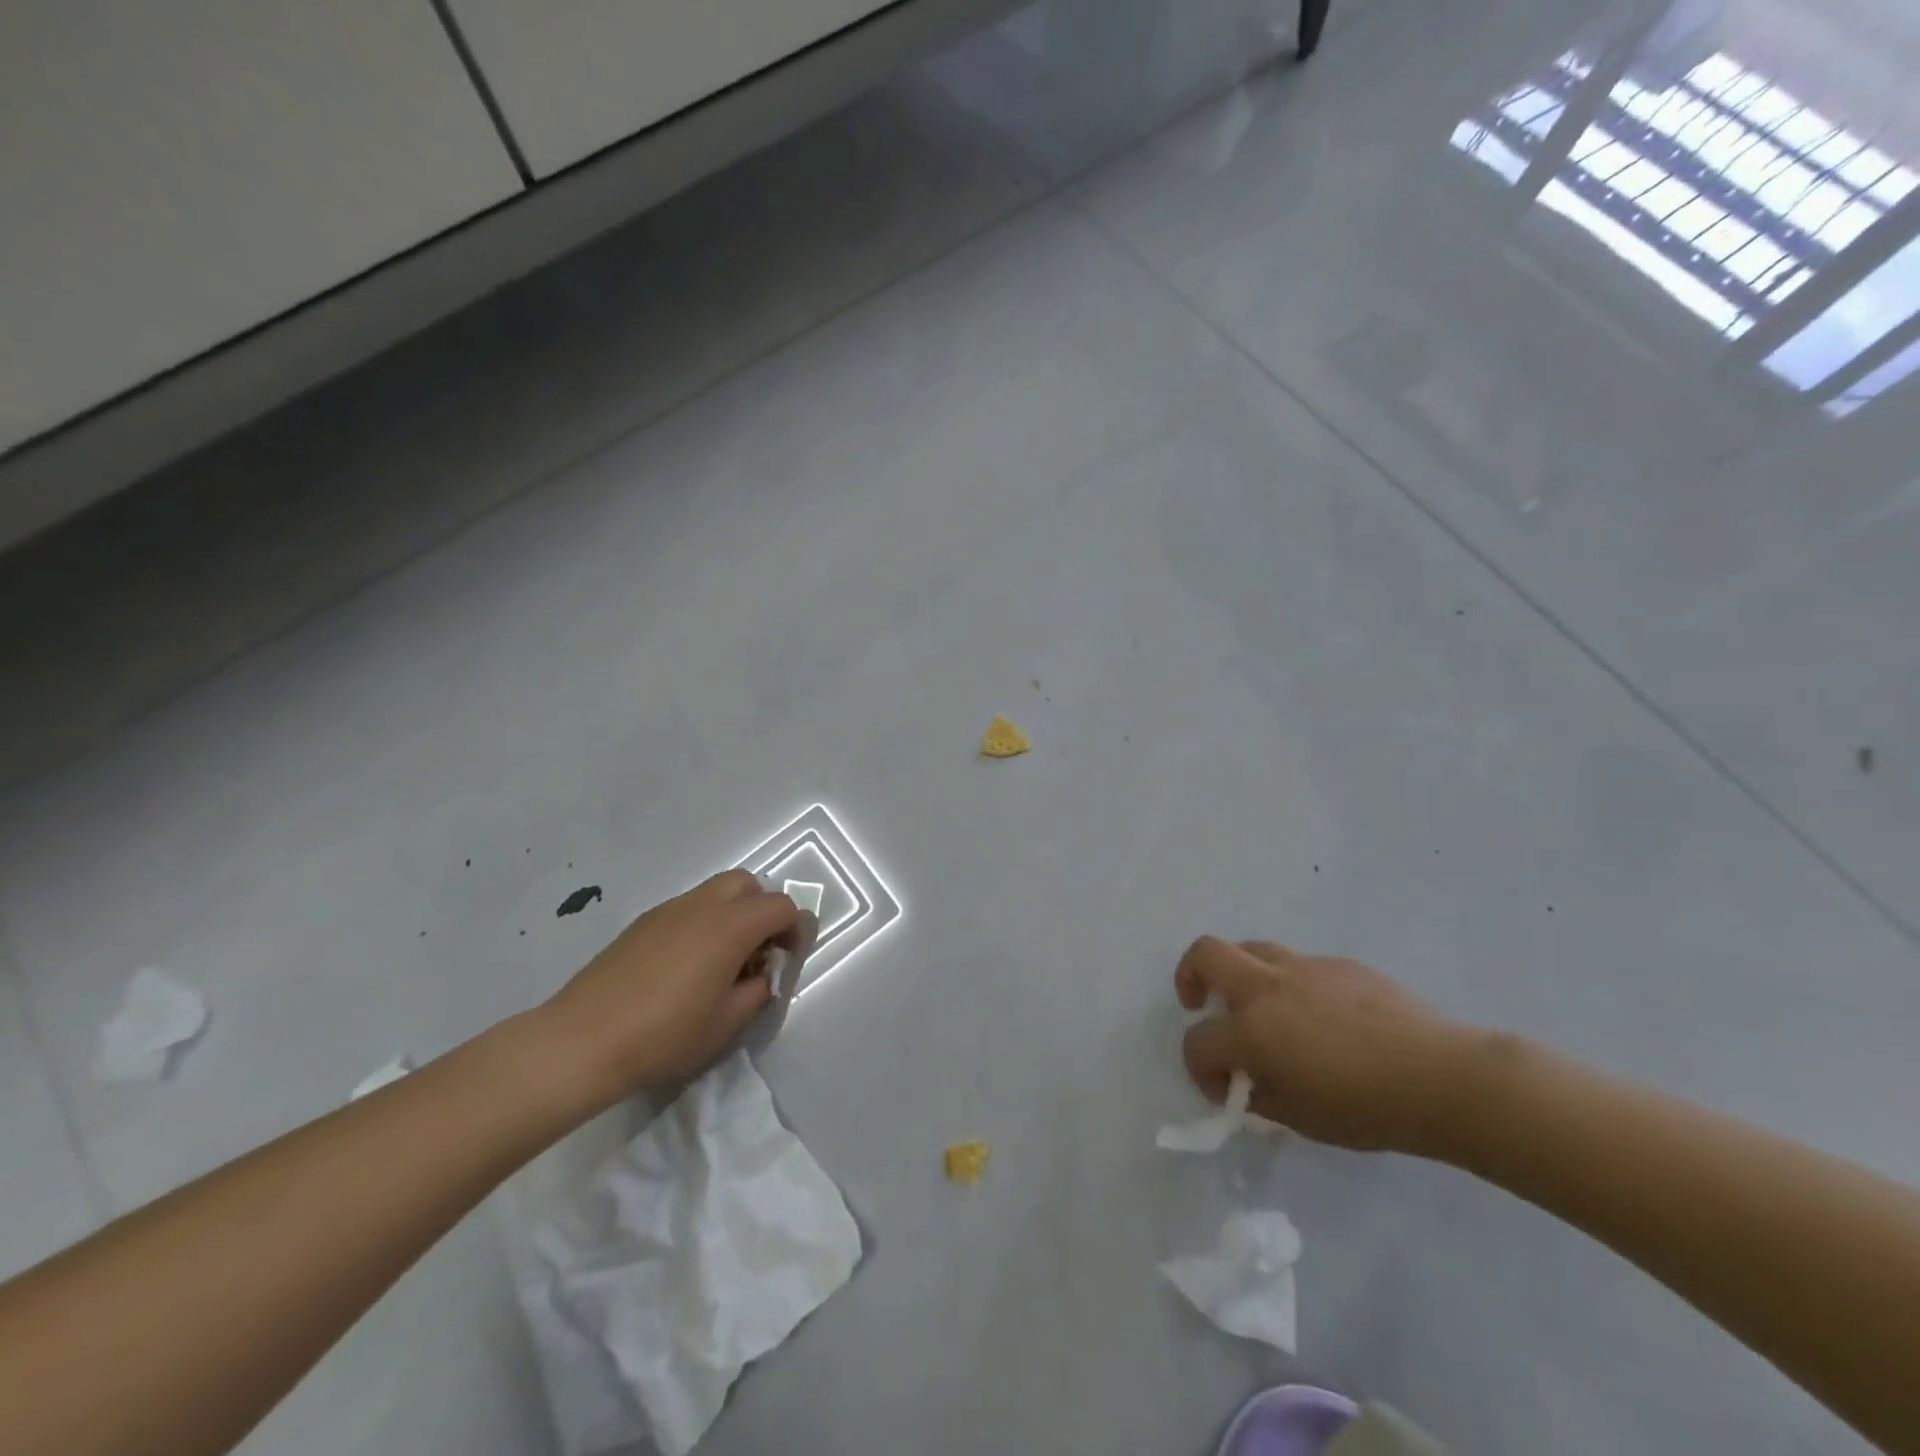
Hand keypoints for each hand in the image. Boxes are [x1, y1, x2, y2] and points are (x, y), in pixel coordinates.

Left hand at [538, 870, 807, 1113]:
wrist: (582, 1041)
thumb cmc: (665, 1035)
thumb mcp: (728, 1022)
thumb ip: (758, 990)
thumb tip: (761, 975)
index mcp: (731, 926)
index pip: (781, 907)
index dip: (795, 929)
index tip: (788, 960)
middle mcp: (703, 905)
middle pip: (748, 885)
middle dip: (763, 911)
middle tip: (758, 952)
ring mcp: (669, 910)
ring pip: (715, 892)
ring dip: (732, 915)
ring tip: (722, 961)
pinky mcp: (642, 923)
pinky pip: (687, 908)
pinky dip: (702, 923)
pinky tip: (686, 966)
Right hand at [1176, 937, 1488, 1154]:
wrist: (1441, 1077)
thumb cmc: (1367, 1108)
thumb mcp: (1301, 1117)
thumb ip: (1261, 1095)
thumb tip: (1248, 1082)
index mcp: (1251, 1029)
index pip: (1198, 1041)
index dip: (1200, 1069)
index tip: (1223, 1090)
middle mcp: (1267, 987)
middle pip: (1206, 953)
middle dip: (1190, 975)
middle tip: (1202, 1003)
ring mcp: (1304, 967)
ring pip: (1251, 948)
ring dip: (1241, 974)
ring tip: (1262, 1007)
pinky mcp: (1339, 963)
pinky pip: (1300, 965)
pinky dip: (1292, 985)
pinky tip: (1324, 1018)